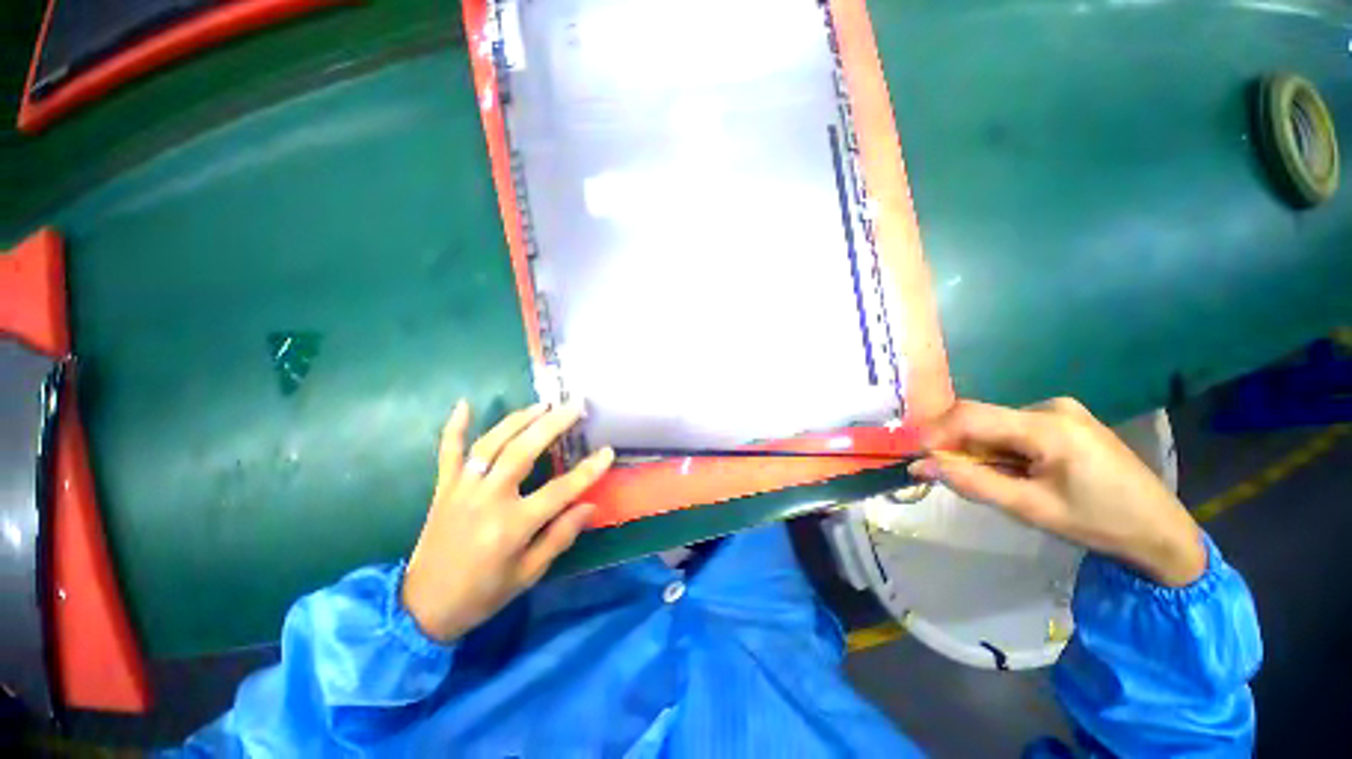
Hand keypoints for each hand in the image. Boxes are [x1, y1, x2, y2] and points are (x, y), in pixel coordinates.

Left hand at [401, 400, 613, 640]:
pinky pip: (447, 452)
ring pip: (490, 444)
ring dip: (518, 420)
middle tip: (574, 406)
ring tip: (542, 404)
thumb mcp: (528, 574)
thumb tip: (590, 505)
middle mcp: (487, 500)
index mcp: (512, 526)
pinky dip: (454, 427)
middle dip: (552, 425)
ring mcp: (462, 490)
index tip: (608, 452)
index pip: (559, 491)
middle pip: (522, 452)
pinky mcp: (444, 488)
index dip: (588, 471)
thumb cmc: (483, 593)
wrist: (423, 608)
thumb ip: (560, 537)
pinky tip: (464, 404)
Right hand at [909, 398, 1205, 587]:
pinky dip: (1000, 449)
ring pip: (995, 425)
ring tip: (993, 482)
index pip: (970, 416)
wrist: (1162, 532)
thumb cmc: (1100, 524)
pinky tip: (1015, 473)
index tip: (916, 458)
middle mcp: (1050, 406)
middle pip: (981, 419)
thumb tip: (921, 466)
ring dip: (979, 450)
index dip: (935, 434)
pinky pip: (1013, 428)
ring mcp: (1060, 410)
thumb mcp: (1031, 509)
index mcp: (1048, 426)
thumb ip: (973, 484)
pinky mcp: (1065, 420)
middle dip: (957, 446)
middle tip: (947, 476)